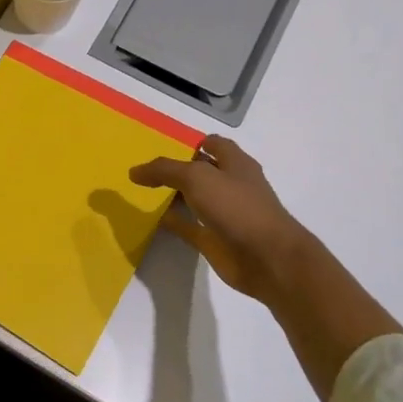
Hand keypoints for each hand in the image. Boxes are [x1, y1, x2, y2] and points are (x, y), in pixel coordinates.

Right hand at [129, 135, 307, 301]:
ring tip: (142, 190)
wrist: (267, 259)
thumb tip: (134, 171)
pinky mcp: (215, 239)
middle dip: (176, 168)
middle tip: (145, 167)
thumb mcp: (196, 177)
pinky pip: (188, 226)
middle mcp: (231, 185)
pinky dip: (172, 222)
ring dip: (172, 195)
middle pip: (200, 171)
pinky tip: (152, 218)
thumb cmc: (237, 207)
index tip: (161, 145)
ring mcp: (224, 214)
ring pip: (193, 199)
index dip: (190, 142)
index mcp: (235, 164)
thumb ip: (164, 170)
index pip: (212, 144)